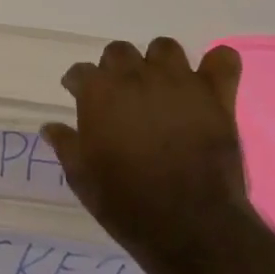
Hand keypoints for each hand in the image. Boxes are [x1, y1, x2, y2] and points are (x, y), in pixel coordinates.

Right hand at [43, 39, 249, 258]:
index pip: (80, 72)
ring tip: (161, 87)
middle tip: (121, 95)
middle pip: (119, 51)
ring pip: (165, 48)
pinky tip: (210, 81)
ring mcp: (178, 82)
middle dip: (115, 68)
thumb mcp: (83, 178)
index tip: (78, 95)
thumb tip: (51, 127)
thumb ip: (67, 145)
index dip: (78, 84)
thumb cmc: (127, 202)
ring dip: (159, 63)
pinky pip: (223, 60)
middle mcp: (135, 76)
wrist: (190, 225)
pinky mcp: (215, 95)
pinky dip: (217, 65)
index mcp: (98, 92)